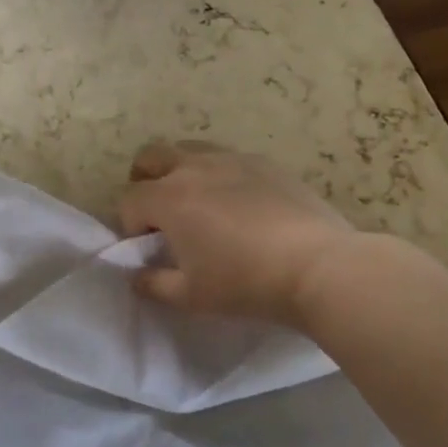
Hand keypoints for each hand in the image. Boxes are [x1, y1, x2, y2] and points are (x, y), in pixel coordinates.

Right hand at [118, 140, 361, 329]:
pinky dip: (221, 175)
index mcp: (168, 198)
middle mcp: (194, 168)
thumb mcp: (191, 296)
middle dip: (145, 180)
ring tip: (200, 204)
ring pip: (191, 150)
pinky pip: (230, 159)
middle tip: (161, 212)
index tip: (149, 248)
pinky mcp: (265, 163)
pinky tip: (242, 205)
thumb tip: (137, 276)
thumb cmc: (245, 283)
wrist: (318, 267)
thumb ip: (154, 284)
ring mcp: (232, 159)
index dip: (130, 224)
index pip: (129, 200)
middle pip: (151, 156)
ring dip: (182, 171)